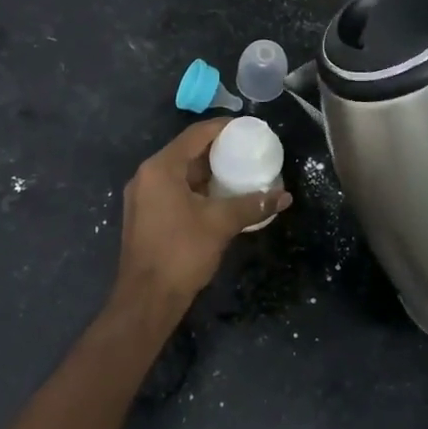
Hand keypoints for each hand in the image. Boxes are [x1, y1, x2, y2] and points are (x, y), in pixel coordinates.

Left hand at [112, 120, 291, 311]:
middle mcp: (147, 175)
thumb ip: (253, 205)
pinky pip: (173, 189)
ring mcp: (143, 196)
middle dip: (217, 150)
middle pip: (186, 151)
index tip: (249, 129)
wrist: (146, 300)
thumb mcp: (221, 224)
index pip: (196, 134)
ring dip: (207, 171)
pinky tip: (219, 197)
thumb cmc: (181, 252)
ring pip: (180, 172)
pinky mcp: (145, 215)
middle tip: (247, 150)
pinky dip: (196, 188)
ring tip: (238, 172)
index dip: (223, 128)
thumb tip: (284, 196)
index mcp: (161, 168)